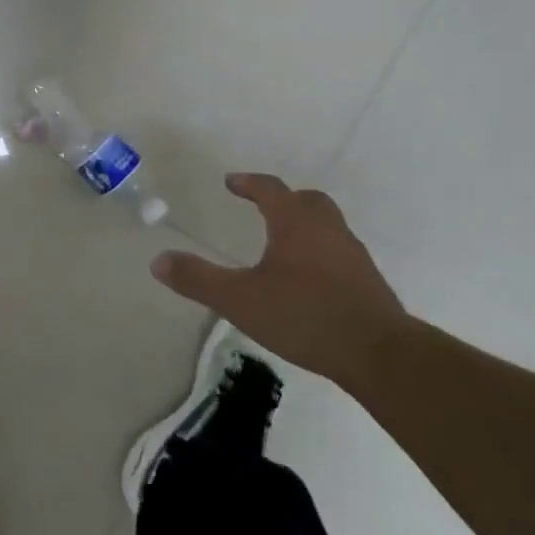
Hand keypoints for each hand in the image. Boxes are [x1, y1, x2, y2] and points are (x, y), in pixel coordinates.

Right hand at [151, 173, 407, 385]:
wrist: (377, 352)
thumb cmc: (303, 315)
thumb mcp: (239, 300)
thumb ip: (197, 279)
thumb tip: (158, 261)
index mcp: (295, 224)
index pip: (270, 189)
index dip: (249, 183)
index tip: (231, 182)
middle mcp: (327, 230)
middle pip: (307, 201)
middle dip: (284, 199)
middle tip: (264, 206)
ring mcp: (352, 254)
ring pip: (327, 225)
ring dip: (305, 225)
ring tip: (284, 245)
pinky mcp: (367, 281)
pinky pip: (339, 252)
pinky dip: (320, 253)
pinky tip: (309, 280)